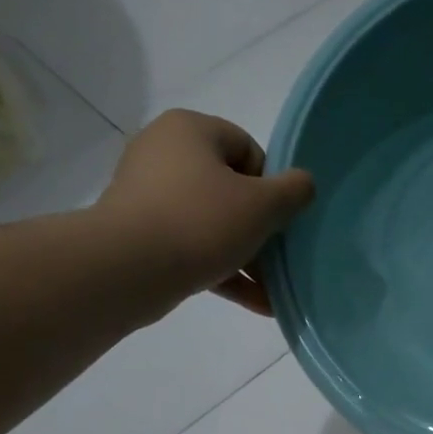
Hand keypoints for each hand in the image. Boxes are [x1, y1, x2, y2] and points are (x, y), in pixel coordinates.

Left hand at [94, 109, 314, 317]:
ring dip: (246, 256)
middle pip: (230, 188)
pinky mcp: (141, 234)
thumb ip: (293, 191)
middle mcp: (163, 153)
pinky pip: (192, 248)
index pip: (246, 148)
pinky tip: (258, 303)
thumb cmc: (201, 222)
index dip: (271, 184)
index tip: (279, 218)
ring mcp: (148, 195)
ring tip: (273, 289)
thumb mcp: (262, 205)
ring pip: (212, 223)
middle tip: (279, 257)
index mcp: (190, 130)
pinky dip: (223, 271)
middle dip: (260, 227)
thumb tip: (303, 183)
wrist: (129, 268)